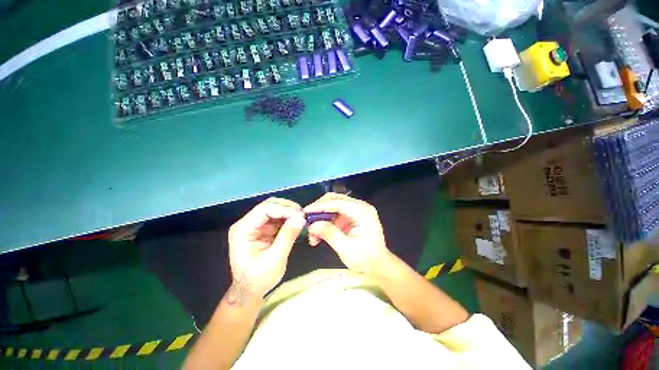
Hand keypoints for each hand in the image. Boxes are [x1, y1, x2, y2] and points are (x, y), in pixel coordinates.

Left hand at [227, 198, 305, 304]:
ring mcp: (255, 225)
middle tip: (303, 215)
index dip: (284, 209)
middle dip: (287, 208)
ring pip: (274, 208)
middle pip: (269, 205)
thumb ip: (287, 236)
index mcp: (243, 230)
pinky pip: (277, 217)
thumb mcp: (275, 259)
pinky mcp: (263, 228)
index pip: (264, 210)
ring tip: (301, 219)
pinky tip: (296, 223)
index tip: (300, 215)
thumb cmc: (259, 278)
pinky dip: (288, 218)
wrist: (250, 290)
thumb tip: (300, 218)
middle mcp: (247, 223)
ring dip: (289, 212)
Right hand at [304, 193, 392, 275]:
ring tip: (312, 234)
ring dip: (321, 218)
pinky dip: (325, 222)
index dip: (320, 206)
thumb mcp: (346, 248)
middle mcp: (360, 206)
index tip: (305, 212)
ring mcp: (356, 210)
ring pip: (332, 207)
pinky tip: (318, 235)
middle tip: (307, 220)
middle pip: (335, 200)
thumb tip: (312, 225)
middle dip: (319, 210)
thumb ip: (329, 234)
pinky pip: (335, 214)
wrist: (379, 266)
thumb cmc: (366, 259)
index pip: (338, 202)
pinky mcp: (351, 216)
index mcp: (362, 211)